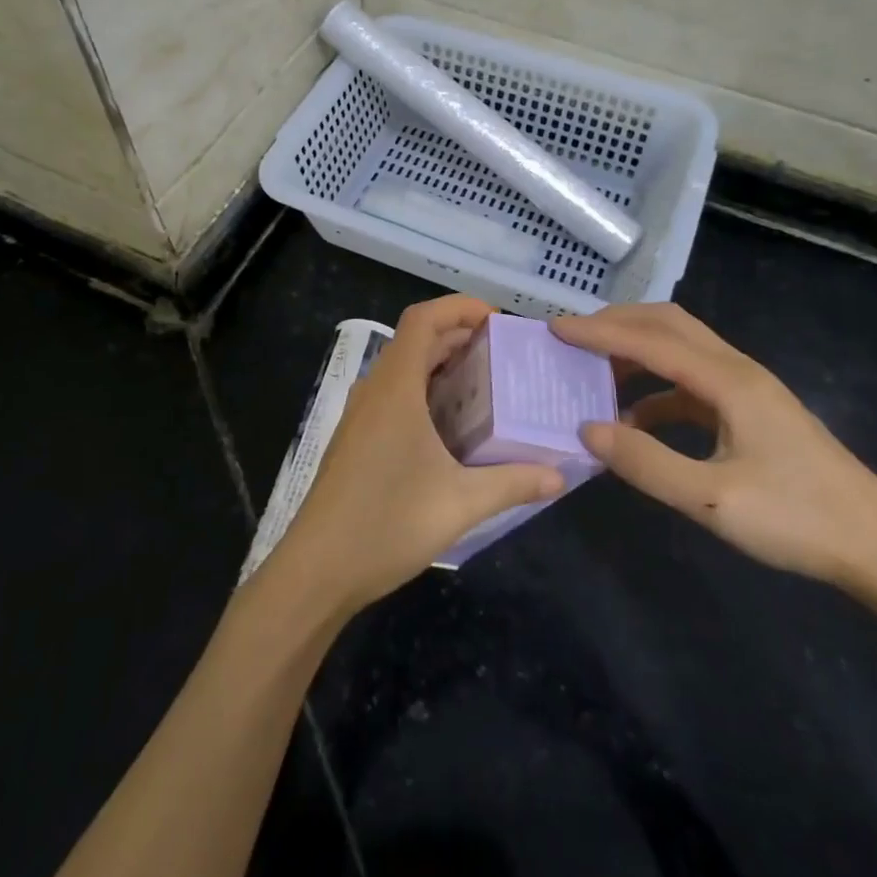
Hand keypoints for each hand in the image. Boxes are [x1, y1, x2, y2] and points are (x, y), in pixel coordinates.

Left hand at [269, 296, 566, 620]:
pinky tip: (453, 428)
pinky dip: (425, 393)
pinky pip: (395, 396)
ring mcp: (361, 415)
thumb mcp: (460, 503)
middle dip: (459, 337)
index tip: (497, 321)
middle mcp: (375, 391)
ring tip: (487, 385)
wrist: (318, 569)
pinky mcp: (357, 439)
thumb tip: (557, 476)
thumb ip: (512, 483)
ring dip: (442, 366)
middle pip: (416, 341)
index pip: (423, 319)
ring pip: (404, 370)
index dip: (458, 307)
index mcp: (395, 388)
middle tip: (505, 355)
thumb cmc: (387, 523)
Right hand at [552, 303, 876, 650]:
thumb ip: (646, 464)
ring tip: (594, 371)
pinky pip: (691, 381)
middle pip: (669, 324)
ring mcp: (747, 389)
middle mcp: (737, 370)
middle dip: (618, 323)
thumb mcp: (713, 500)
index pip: (651, 340)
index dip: (600, 332)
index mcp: (729, 382)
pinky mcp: (750, 410)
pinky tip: (635, 418)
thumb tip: (587, 428)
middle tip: (573, 338)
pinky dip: (655, 387)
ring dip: (636, 351)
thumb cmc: (799, 520)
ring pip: (681, 347)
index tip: (555, 329)